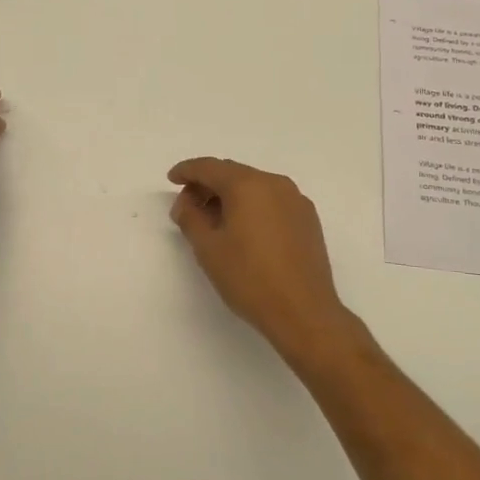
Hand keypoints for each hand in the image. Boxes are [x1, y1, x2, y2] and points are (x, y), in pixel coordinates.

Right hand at [168, 158, 356, 360]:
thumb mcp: (208, 248)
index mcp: (248, 185)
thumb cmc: (249, 278)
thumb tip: (186, 203)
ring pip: (254, 187)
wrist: (304, 312)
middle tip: (188, 206)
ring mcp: (295, 200)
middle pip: (233, 173)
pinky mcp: (308, 219)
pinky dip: (252, 206)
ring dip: (230, 196)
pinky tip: (243, 230)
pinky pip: (272, 201)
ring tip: (213, 221)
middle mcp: (274, 183)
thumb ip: (190, 217)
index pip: (209, 167)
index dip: (187, 171)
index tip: (172, 179)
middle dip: (208, 185)